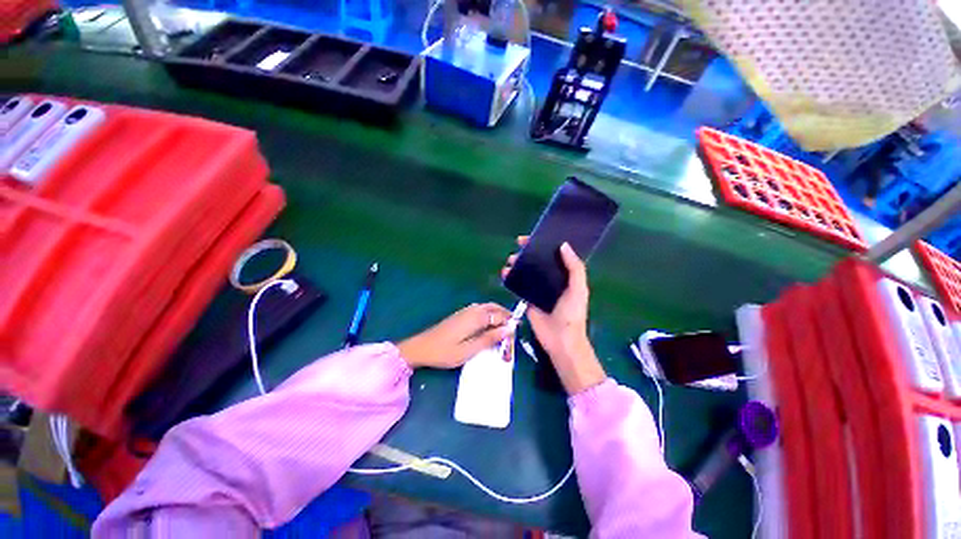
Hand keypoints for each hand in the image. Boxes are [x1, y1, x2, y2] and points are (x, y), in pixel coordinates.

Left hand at [398, 303, 514, 368]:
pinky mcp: (461, 314)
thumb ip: (490, 339)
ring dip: (498, 315)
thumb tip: (509, 329)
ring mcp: (466, 310)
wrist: (421, 347)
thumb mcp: (469, 350)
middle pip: (495, 308)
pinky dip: (490, 315)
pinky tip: (490, 326)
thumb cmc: (445, 352)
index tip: (514, 338)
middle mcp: (473, 310)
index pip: (500, 316)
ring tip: (504, 330)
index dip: (509, 325)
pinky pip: (481, 309)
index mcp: (476, 317)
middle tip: (513, 330)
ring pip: (488, 307)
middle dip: (506, 316)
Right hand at [502, 238, 605, 394]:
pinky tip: (505, 273)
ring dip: (518, 264)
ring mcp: (538, 289)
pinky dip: (511, 278)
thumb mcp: (578, 289)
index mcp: (565, 276)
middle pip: (538, 261)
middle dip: (528, 253)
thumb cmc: (572, 313)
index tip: (533, 238)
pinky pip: (519, 285)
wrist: (560, 339)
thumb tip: (563, 245)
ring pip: (527, 271)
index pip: (554, 255)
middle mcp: (551, 280)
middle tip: (518, 248)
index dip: (544, 245)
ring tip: (510, 261)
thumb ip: (574, 268)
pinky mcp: (527, 298)